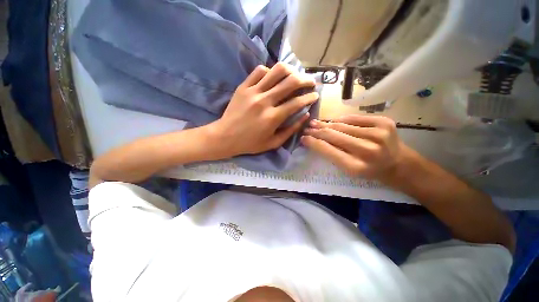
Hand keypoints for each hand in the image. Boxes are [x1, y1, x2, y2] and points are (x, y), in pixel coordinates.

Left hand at [210, 63, 318, 157]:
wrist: (225, 137)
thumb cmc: (250, 143)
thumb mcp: (273, 143)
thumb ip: (291, 130)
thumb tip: (305, 116)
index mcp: (272, 118)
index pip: (297, 102)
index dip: (310, 97)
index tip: (315, 95)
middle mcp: (264, 101)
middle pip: (291, 82)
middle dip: (306, 80)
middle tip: (311, 82)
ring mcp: (253, 91)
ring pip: (276, 71)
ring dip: (290, 70)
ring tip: (295, 75)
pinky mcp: (243, 87)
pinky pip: (259, 71)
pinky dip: (270, 71)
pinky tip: (273, 78)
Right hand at [302, 115, 406, 181]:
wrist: (399, 163)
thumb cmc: (370, 170)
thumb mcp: (349, 169)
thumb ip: (332, 154)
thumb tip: (315, 140)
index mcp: (357, 167)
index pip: (328, 150)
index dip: (314, 143)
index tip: (303, 138)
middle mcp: (368, 150)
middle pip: (334, 135)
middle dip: (317, 131)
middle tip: (307, 128)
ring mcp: (378, 134)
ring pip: (342, 125)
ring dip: (326, 124)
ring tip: (316, 123)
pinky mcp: (384, 122)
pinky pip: (354, 118)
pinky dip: (342, 119)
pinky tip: (333, 121)